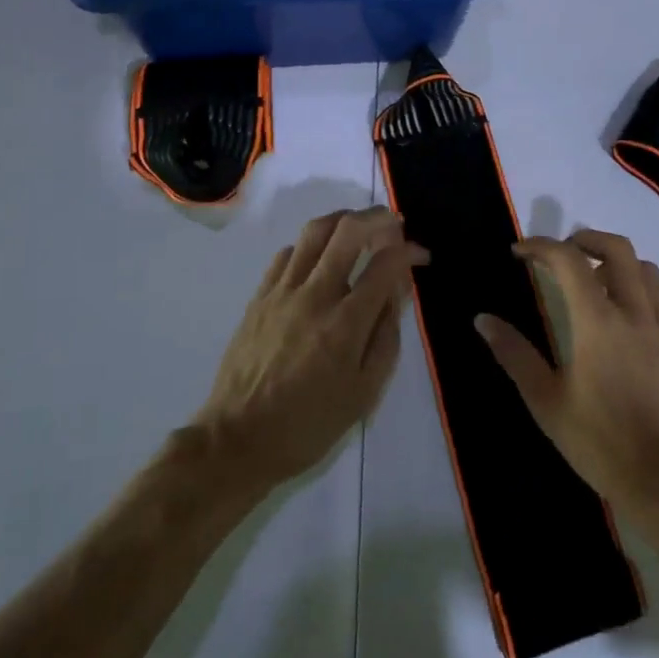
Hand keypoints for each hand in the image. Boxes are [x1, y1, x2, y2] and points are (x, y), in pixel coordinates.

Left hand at [193, 207, 427, 489]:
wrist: (238, 439)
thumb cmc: (308, 424)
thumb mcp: (364, 393)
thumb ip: (385, 337)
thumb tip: (395, 293)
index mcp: (345, 324)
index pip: (385, 265)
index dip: (408, 251)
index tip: (420, 255)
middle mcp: (314, 295)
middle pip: (348, 231)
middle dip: (378, 218)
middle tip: (394, 224)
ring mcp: (282, 291)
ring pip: (315, 231)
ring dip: (343, 219)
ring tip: (359, 227)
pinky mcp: (259, 295)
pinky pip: (288, 253)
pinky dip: (311, 245)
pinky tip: (319, 259)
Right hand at [477, 230, 658, 521]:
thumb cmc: (599, 442)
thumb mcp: (546, 401)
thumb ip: (515, 354)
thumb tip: (482, 319)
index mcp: (598, 321)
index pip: (569, 260)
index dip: (540, 247)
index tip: (518, 252)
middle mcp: (634, 313)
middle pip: (617, 249)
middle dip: (584, 239)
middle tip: (558, 253)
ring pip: (646, 269)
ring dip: (616, 261)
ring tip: (591, 278)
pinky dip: (638, 290)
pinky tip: (622, 315)